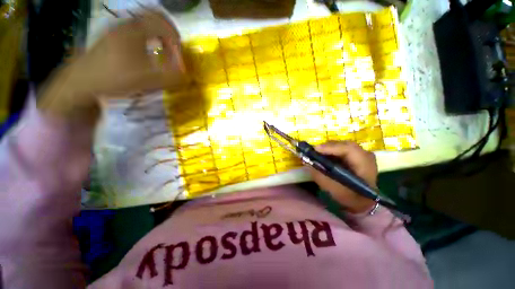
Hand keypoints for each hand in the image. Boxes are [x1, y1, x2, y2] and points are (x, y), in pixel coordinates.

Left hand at [39, 10, 185, 121]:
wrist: (83, 80)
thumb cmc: (116, 78)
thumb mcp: (148, 80)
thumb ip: (171, 76)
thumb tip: (184, 72)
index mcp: (136, 31)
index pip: (165, 26)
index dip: (177, 42)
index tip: (179, 58)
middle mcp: (127, 24)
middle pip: (155, 17)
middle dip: (170, 32)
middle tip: (176, 47)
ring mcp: (118, 28)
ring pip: (145, 22)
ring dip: (159, 33)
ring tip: (164, 49)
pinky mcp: (113, 35)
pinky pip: (137, 28)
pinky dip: (148, 36)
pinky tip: (148, 49)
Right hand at [307, 141, 377, 213]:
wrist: (363, 202)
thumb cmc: (351, 198)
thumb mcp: (334, 190)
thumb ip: (320, 176)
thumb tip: (307, 163)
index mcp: (365, 164)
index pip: (348, 149)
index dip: (330, 147)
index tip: (315, 149)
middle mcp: (365, 155)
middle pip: (344, 145)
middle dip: (327, 147)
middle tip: (313, 151)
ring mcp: (361, 154)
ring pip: (342, 146)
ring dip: (328, 149)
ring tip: (316, 153)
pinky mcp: (356, 156)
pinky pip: (342, 149)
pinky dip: (331, 152)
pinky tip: (324, 156)